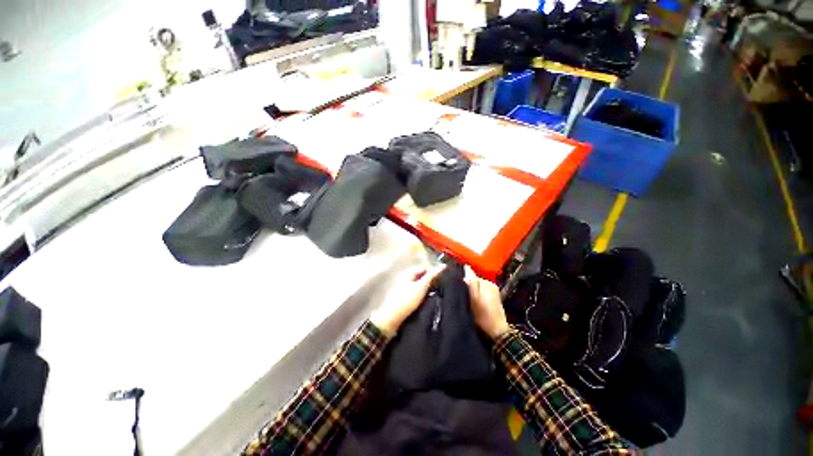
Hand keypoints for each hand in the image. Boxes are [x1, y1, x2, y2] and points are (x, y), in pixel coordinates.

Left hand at [371, 264, 445, 334]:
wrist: (391, 318)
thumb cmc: (407, 300)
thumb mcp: (422, 287)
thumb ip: (432, 276)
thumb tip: (443, 265)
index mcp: (408, 272)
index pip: (424, 267)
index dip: (434, 271)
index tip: (444, 278)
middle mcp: (405, 277)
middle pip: (421, 276)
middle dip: (431, 280)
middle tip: (441, 287)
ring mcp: (403, 287)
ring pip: (418, 285)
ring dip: (427, 288)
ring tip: (436, 294)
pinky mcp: (402, 297)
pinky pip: (415, 293)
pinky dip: (422, 295)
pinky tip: (426, 301)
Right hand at [464, 266, 509, 339]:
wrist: (497, 334)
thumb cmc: (483, 317)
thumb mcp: (473, 300)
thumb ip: (470, 283)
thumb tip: (465, 267)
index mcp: (487, 283)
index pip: (470, 274)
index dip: (461, 279)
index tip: (453, 286)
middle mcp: (491, 284)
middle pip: (473, 280)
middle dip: (466, 285)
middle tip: (459, 295)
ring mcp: (493, 292)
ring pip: (476, 287)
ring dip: (470, 291)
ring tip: (465, 299)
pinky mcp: (493, 299)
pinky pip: (480, 293)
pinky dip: (475, 296)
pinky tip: (473, 304)